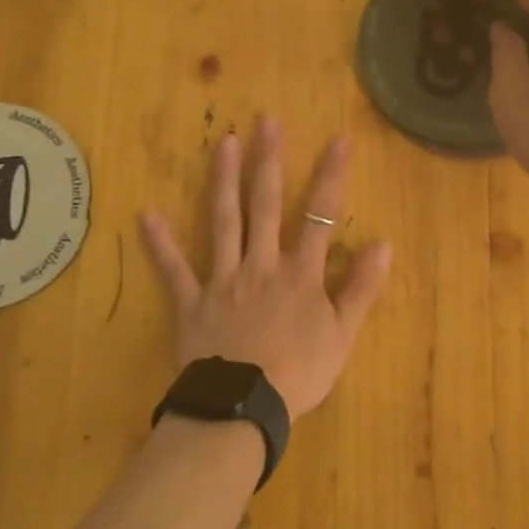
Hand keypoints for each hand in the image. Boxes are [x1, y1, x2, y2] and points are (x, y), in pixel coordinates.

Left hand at [139, 116, 393, 420]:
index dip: (331, 176)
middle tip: (267, 121)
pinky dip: (160, 243)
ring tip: (224, 143)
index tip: (338, 139)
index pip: (320, 215)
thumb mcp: (342, 335)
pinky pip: (174, 269)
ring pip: (224, 222)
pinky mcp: (192, 301)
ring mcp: (223, 279)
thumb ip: (360, 288)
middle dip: (269, 161)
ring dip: (224, 181)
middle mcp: (261, 264)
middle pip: (266, 205)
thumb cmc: (299, 373)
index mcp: (300, 273)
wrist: (243, 407)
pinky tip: (146, 214)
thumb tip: (382, 243)